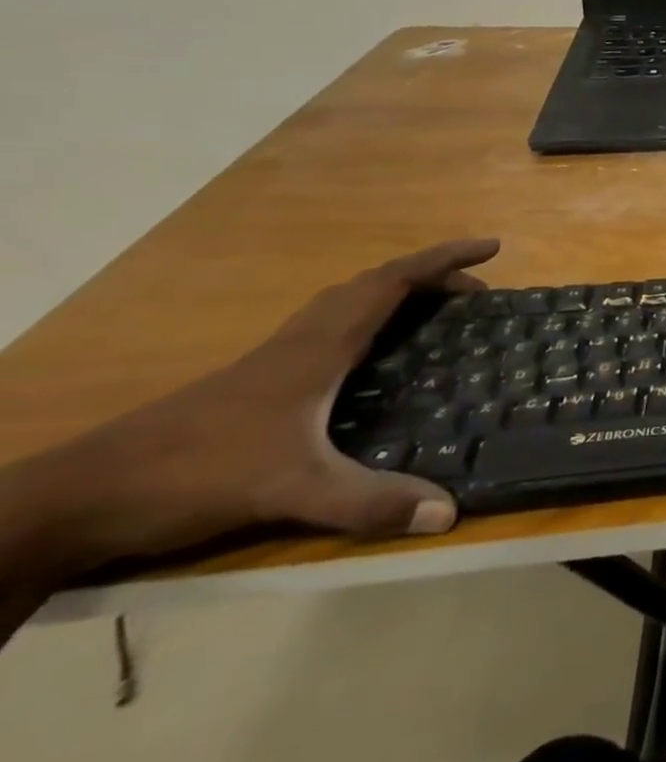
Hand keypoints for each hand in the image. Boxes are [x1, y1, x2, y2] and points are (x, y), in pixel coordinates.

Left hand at [5, 239, 499, 575]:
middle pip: (373, 285)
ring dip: (397, 295)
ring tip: (437, 313)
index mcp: (318, 347)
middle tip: (477, 293)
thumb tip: (448, 514)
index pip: (392, 282)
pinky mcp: (256, 383)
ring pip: (347, 304)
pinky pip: (328, 329)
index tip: (492, 247)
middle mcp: (300, 341)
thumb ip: (368, 501)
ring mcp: (272, 361)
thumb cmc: (193, 474)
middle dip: (431, 277)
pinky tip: (371, 360)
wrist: (77, 498)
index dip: (444, 259)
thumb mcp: (290, 490)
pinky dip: (367, 322)